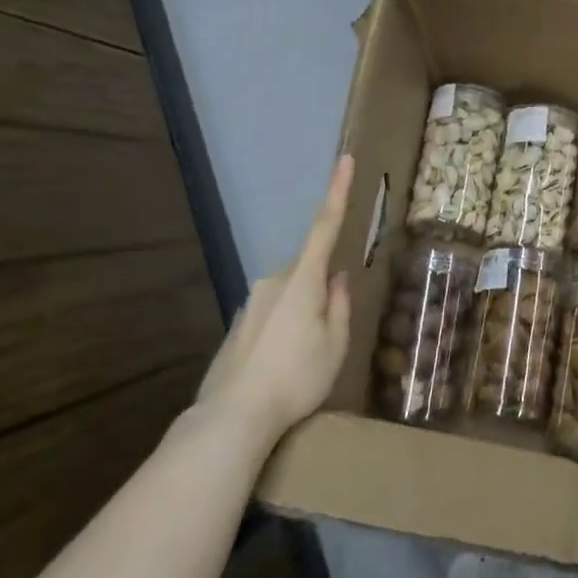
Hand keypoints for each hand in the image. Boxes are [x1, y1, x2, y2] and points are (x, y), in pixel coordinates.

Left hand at [197, 155, 354, 451]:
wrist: (233, 417)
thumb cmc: (297, 377)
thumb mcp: (336, 343)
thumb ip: (341, 304)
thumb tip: (338, 278)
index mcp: (303, 279)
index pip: (326, 226)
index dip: (338, 192)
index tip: (344, 160)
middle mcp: (273, 280)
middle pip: (309, 270)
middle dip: (323, 287)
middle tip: (331, 331)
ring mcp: (251, 301)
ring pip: (290, 293)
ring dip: (304, 311)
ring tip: (306, 358)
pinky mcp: (238, 324)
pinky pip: (272, 313)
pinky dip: (284, 327)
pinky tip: (283, 364)